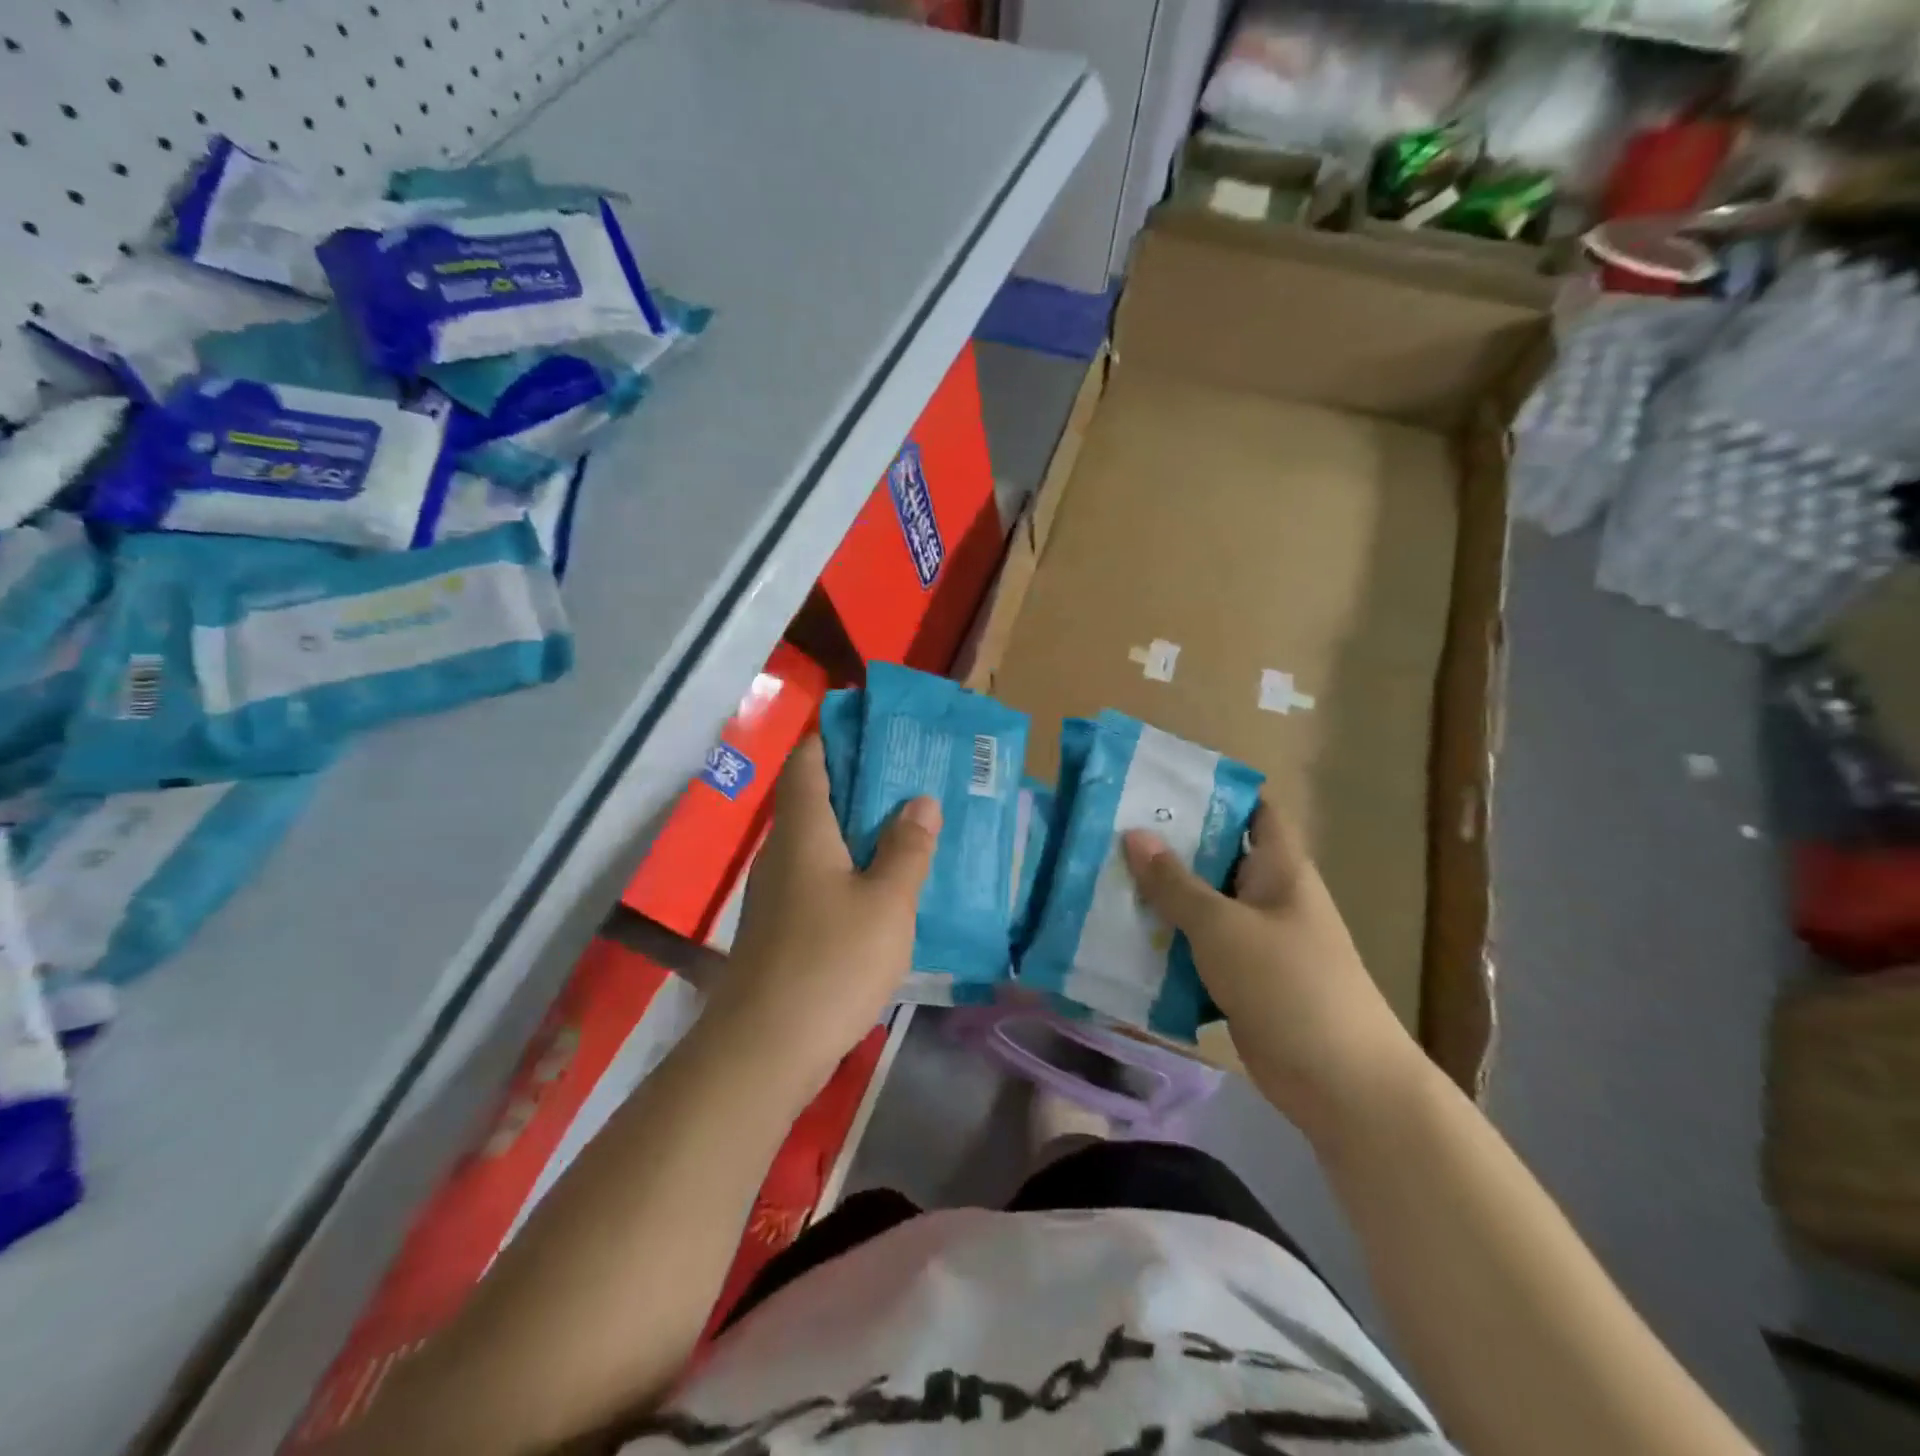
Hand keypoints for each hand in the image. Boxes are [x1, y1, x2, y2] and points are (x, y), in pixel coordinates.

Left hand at [706, 736, 939, 1090]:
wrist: (765, 1048)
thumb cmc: (832, 961)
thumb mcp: (888, 902)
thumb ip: (907, 848)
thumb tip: (919, 800)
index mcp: (803, 830)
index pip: (808, 760)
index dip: (834, 737)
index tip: (875, 730)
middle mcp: (781, 851)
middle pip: (813, 797)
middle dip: (858, 782)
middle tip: (910, 778)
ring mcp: (776, 892)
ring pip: (817, 840)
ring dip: (856, 828)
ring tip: (906, 826)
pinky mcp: (780, 927)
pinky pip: (817, 876)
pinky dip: (847, 867)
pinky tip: (881, 886)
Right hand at [1123, 805, 1425, 1144]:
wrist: (1340, 1083)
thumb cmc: (1288, 984)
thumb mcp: (1222, 926)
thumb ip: (1174, 883)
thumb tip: (1133, 834)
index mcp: (1278, 868)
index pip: (1253, 810)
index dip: (1215, 792)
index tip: (1160, 784)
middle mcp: (1267, 896)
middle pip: (1215, 858)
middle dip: (1167, 846)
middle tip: (1109, 831)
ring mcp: (1254, 941)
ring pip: (1200, 907)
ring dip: (1159, 899)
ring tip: (1101, 879)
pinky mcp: (1240, 980)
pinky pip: (1196, 950)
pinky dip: (1165, 944)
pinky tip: (1120, 938)